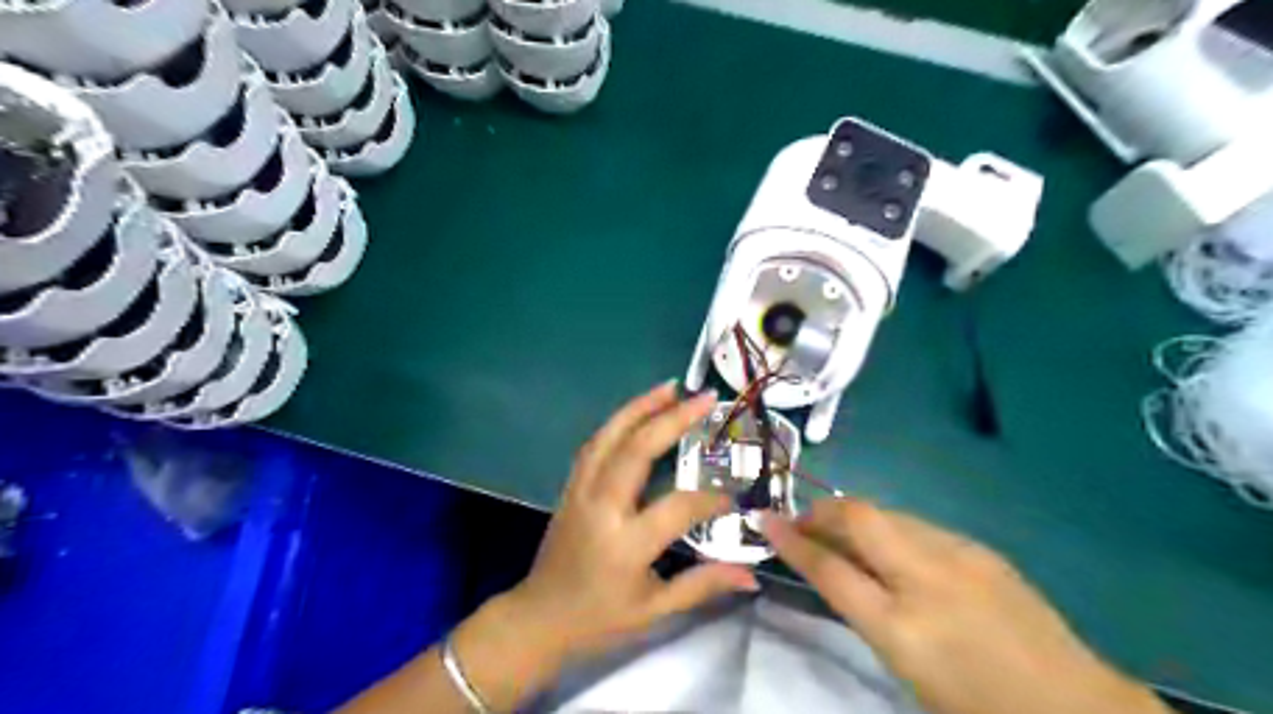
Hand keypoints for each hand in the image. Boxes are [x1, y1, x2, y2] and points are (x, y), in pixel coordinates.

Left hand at [508, 383, 759, 656]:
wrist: (540, 617)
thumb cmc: (600, 618)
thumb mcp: (655, 610)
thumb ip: (703, 586)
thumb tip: (752, 576)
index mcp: (625, 544)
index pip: (677, 507)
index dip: (710, 499)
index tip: (734, 498)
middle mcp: (601, 507)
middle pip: (636, 450)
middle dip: (672, 419)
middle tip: (705, 397)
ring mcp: (581, 491)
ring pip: (609, 437)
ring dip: (640, 407)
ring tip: (671, 387)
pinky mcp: (571, 485)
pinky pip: (595, 444)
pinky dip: (618, 422)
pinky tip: (638, 411)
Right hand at [760, 500, 1166, 713]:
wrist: (1076, 707)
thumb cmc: (977, 704)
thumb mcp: (906, 668)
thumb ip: (865, 614)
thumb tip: (835, 571)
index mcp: (903, 627)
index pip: (831, 570)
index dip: (792, 542)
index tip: (764, 521)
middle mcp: (928, 579)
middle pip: (859, 520)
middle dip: (821, 513)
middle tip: (802, 523)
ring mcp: (960, 555)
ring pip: (888, 515)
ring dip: (855, 520)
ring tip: (842, 536)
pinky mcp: (981, 548)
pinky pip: (918, 526)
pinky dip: (890, 529)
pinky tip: (893, 548)